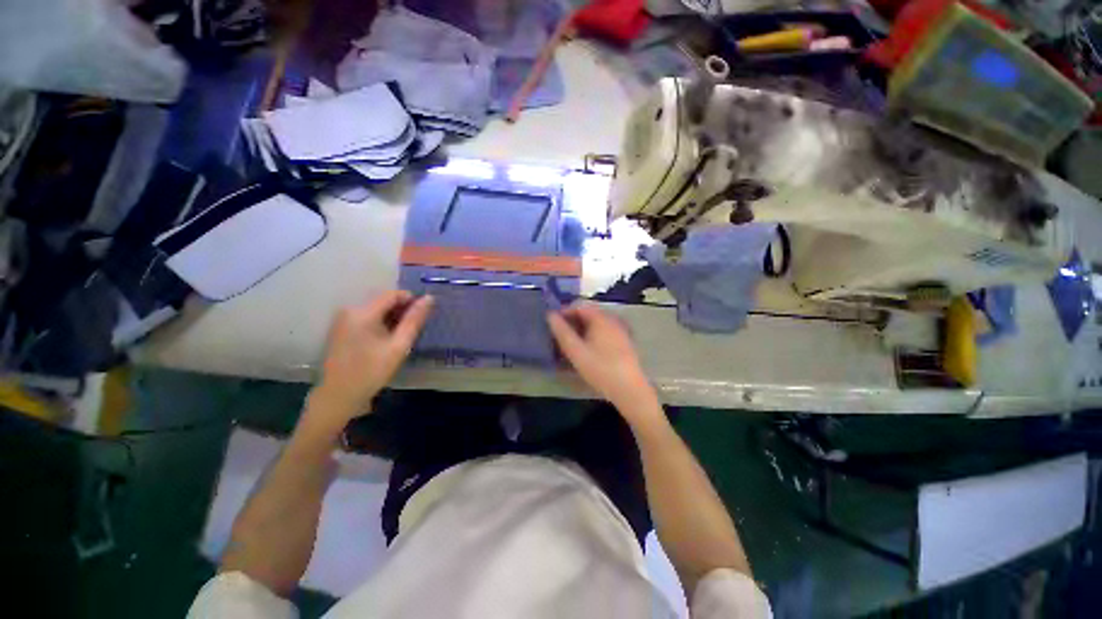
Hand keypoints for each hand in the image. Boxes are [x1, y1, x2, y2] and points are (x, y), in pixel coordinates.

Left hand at [307, 291, 433, 429]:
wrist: (338, 396)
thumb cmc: (371, 371)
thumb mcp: (399, 346)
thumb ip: (414, 320)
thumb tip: (429, 298)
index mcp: (363, 312)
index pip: (393, 294)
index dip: (412, 300)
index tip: (423, 316)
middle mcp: (350, 310)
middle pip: (384, 301)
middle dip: (402, 311)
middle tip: (414, 330)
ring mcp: (343, 319)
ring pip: (376, 310)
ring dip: (392, 319)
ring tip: (402, 337)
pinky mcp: (341, 328)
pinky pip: (367, 318)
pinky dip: (380, 324)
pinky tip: (386, 341)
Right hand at [547, 303, 660, 420]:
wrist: (630, 390)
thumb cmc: (600, 369)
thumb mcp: (576, 351)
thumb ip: (562, 332)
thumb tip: (550, 315)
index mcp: (601, 318)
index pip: (579, 305)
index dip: (564, 312)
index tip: (553, 325)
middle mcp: (612, 319)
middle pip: (588, 314)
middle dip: (572, 322)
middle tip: (560, 337)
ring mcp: (620, 330)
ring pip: (595, 324)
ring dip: (581, 330)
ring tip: (571, 346)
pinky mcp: (623, 342)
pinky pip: (603, 332)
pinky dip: (592, 337)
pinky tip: (587, 351)